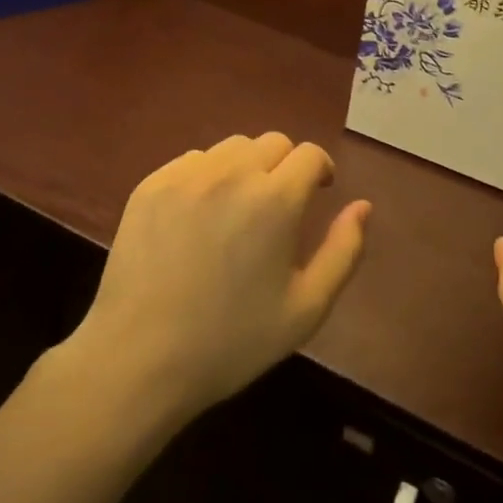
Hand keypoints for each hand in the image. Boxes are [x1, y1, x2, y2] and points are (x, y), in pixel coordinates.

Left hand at [62, 133, 371, 425]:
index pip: (309, 154)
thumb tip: (363, 205)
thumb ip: (344, 250)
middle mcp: (234, 173)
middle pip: (273, 142)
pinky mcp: (151, 185)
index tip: (317, 194)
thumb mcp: (306, 309)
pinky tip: (199, 215)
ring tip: (238, 207)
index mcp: (276, 198)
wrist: (139, 360)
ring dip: (246, 167)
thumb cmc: (232, 340)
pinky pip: (193, 161)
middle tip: (278, 207)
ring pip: (232, 147)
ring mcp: (187, 175)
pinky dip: (207, 176)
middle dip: (285, 166)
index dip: (320, 171)